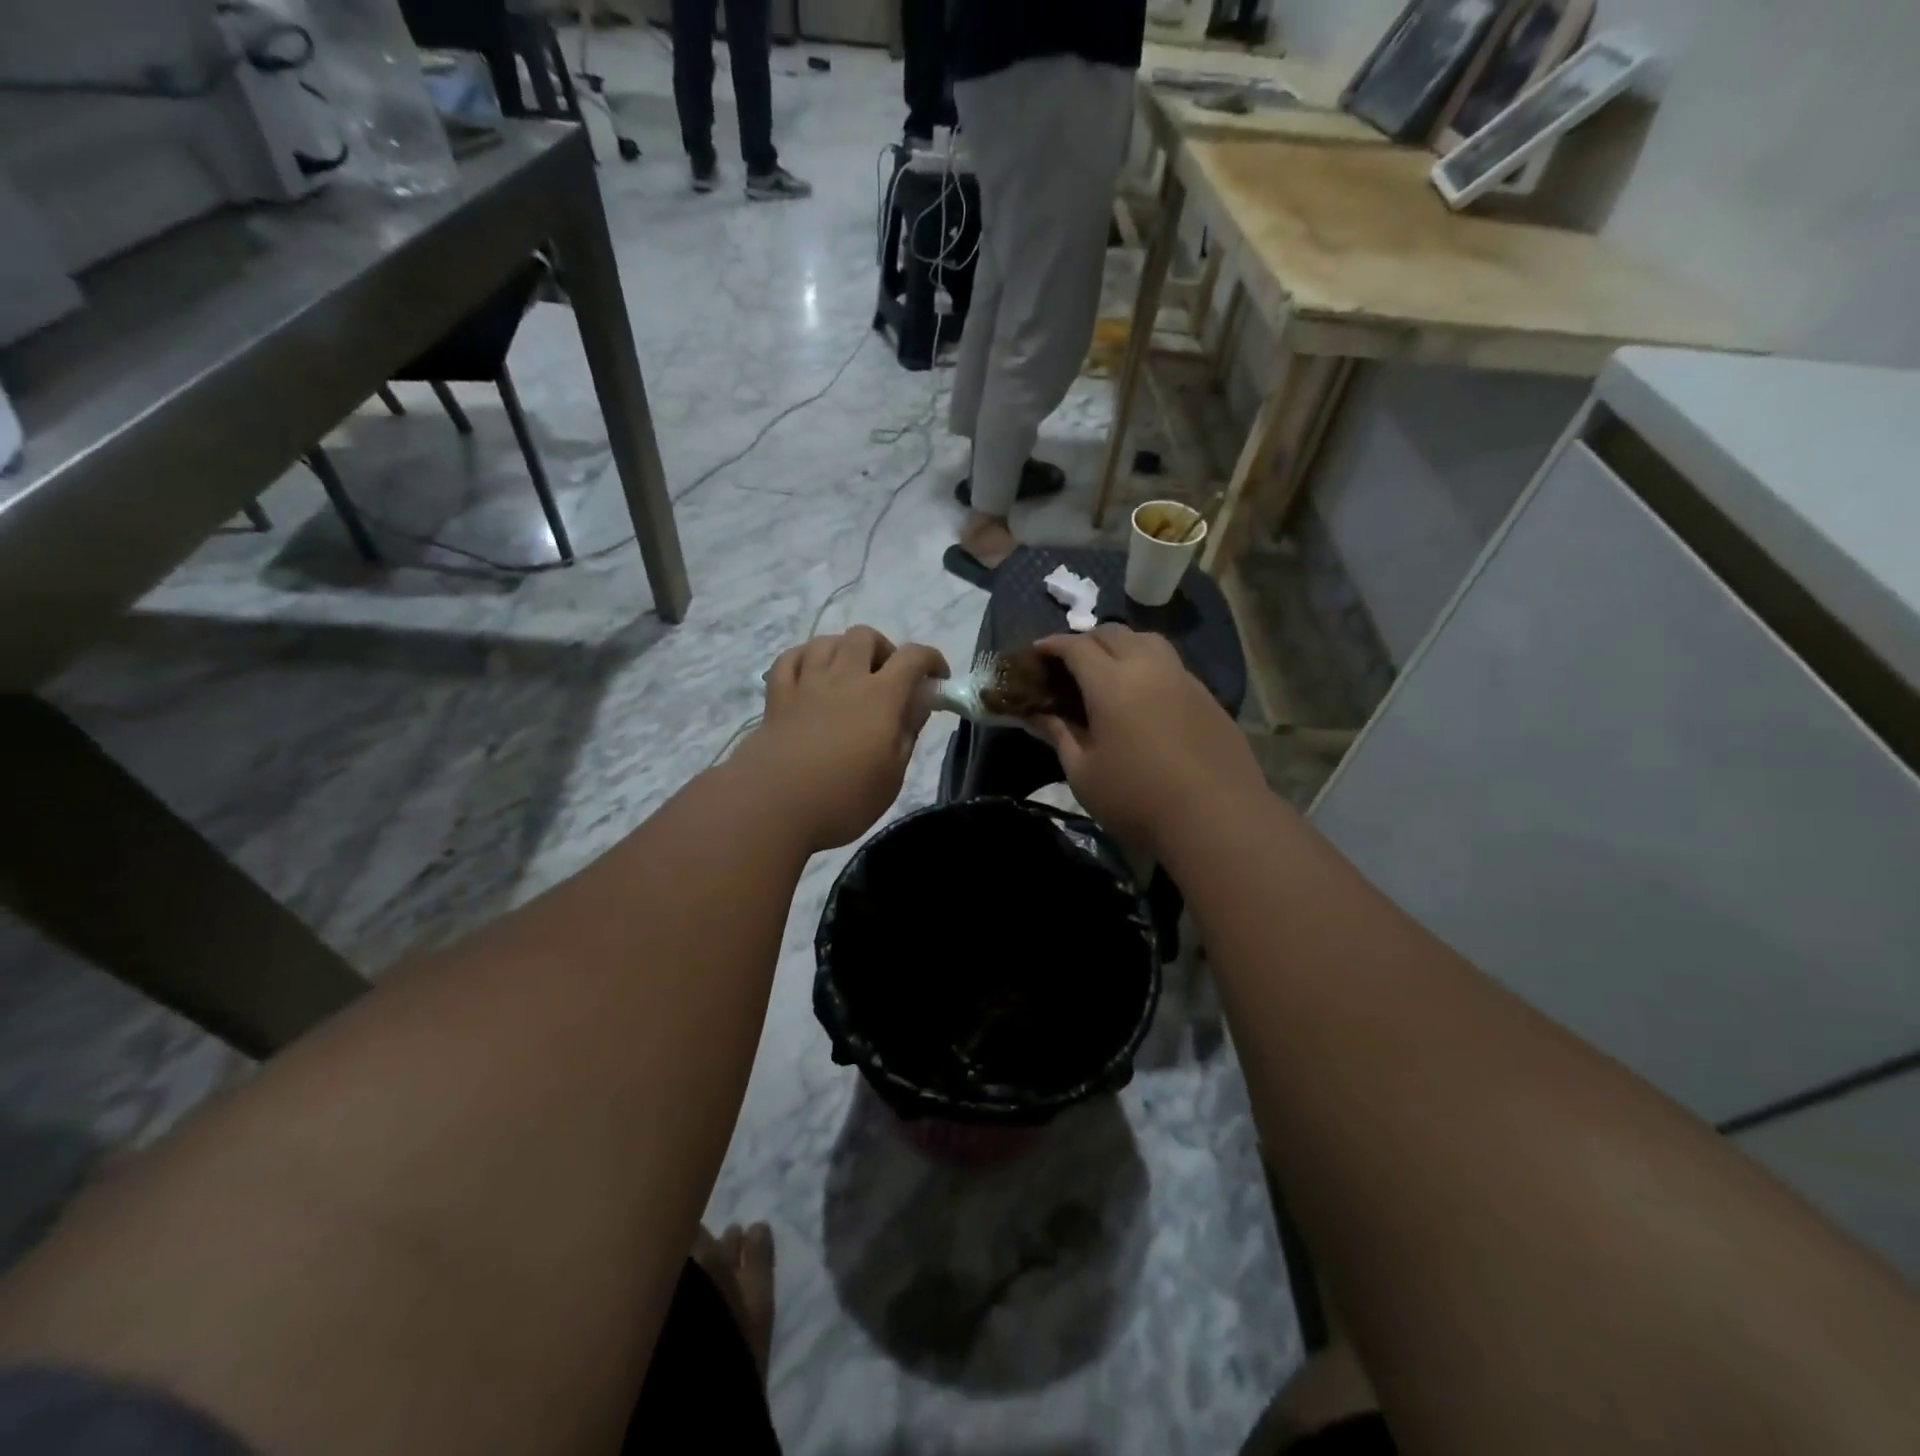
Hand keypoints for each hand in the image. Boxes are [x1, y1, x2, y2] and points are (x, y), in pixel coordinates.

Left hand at [735, 627, 948, 851]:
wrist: (772, 805)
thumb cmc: (843, 798)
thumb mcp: (892, 774)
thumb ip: (908, 731)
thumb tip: (920, 701)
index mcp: (881, 696)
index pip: (913, 657)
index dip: (931, 660)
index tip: (937, 679)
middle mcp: (844, 678)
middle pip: (865, 636)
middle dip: (883, 650)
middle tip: (888, 679)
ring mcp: (806, 683)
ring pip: (826, 641)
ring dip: (844, 651)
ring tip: (848, 676)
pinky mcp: (776, 696)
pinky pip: (790, 659)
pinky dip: (805, 659)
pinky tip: (810, 676)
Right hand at [1032, 625, 1266, 852]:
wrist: (1217, 819)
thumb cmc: (1137, 799)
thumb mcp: (1083, 773)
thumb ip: (1059, 735)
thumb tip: (1037, 714)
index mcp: (1112, 683)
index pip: (1077, 647)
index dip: (1053, 644)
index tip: (1037, 651)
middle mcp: (1149, 668)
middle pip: (1114, 634)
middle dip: (1086, 640)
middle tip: (1070, 662)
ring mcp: (1184, 680)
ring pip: (1149, 641)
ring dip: (1122, 644)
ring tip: (1110, 668)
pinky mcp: (1209, 698)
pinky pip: (1172, 665)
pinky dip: (1149, 665)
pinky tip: (1146, 695)